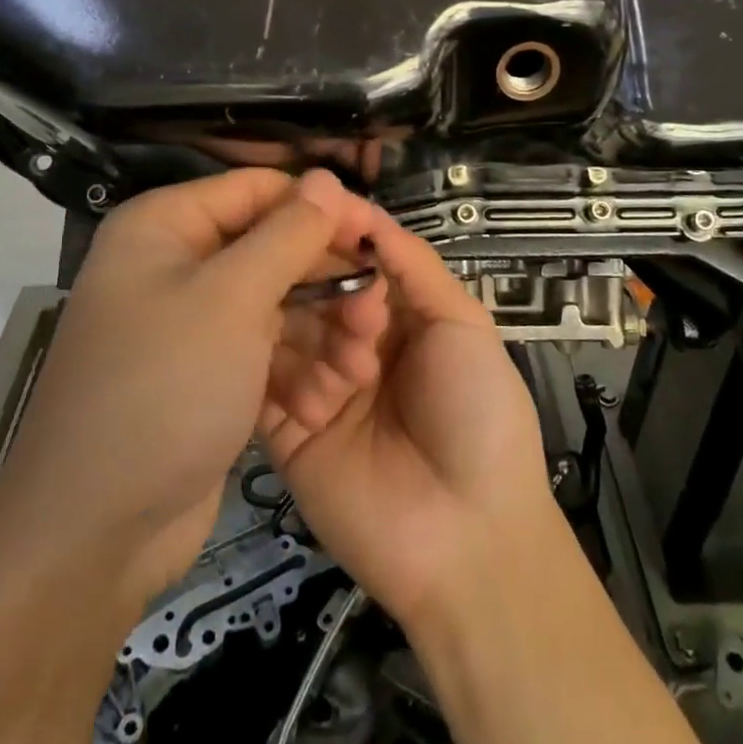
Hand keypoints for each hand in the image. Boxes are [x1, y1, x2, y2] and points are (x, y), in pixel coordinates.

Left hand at [0, 168, 384, 614]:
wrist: (93, 537)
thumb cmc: (162, 391)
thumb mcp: (231, 300)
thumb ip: (287, 234)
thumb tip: (327, 178)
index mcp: (167, 225)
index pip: (261, 189)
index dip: (321, 207)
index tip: (376, 238)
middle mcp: (178, 262)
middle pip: (274, 245)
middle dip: (327, 278)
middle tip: (375, 313)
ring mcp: (194, 320)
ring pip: (278, 299)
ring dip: (323, 327)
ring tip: (362, 362)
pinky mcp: (210, 370)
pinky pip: (267, 345)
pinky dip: (298, 363)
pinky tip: (329, 394)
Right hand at [260, 209, 558, 629]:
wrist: (469, 536)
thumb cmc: (478, 413)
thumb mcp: (464, 325)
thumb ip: (414, 265)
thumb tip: (366, 214)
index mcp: (395, 315)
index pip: (354, 258)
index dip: (338, 233)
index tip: (314, 207)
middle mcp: (350, 342)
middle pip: (314, 289)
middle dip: (324, 283)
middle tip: (338, 298)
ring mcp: (316, 385)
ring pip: (287, 330)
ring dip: (313, 335)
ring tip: (353, 366)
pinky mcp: (286, 432)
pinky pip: (265, 386)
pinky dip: (279, 375)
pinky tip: (312, 388)